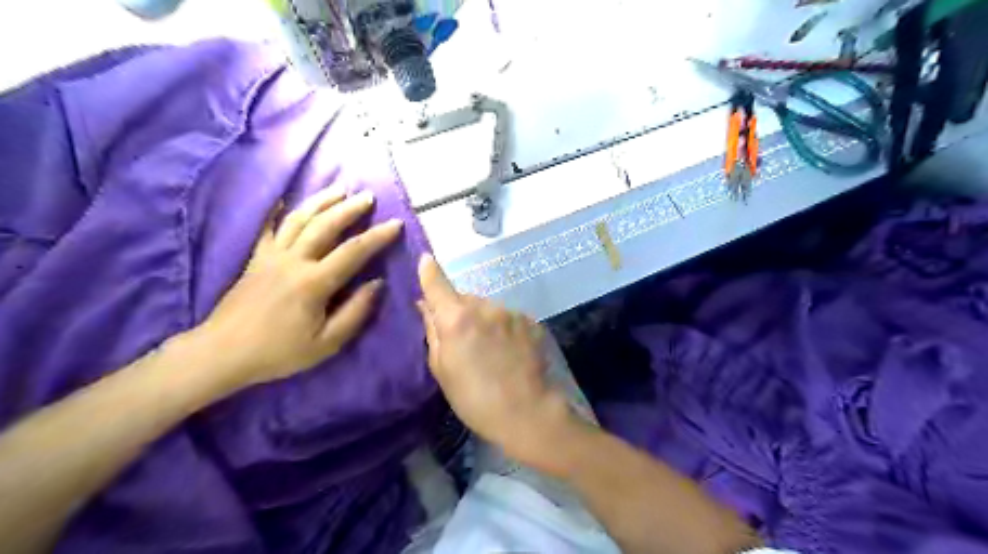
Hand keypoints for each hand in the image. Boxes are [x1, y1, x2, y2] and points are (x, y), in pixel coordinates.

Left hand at [189, 189, 401, 390]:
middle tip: (368, 196)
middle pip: (325, 225)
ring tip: (339, 189)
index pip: (353, 251)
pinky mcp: (255, 258)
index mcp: (314, 283)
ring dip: (321, 201)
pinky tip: (284, 197)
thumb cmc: (279, 352)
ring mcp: (271, 256)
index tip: (396, 223)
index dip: (378, 236)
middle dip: (350, 208)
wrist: (223, 353)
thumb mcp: (326, 344)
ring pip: (299, 219)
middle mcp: (293, 261)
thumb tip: (377, 284)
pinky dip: (276, 210)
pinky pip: (267, 227)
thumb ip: (355, 312)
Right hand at [415, 254, 579, 467]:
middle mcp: (485, 307)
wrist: (528, 412)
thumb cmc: (475, 399)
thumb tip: (426, 306)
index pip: (438, 285)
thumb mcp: (443, 370)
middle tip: (461, 340)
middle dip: (459, 312)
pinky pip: (508, 318)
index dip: (429, 271)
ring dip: (483, 320)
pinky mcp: (530, 321)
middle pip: (465, 299)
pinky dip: (502, 328)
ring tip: (489, 350)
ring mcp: (511, 312)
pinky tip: (508, 351)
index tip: (425, 259)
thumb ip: (433, 332)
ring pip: (488, 308)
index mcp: (457, 319)